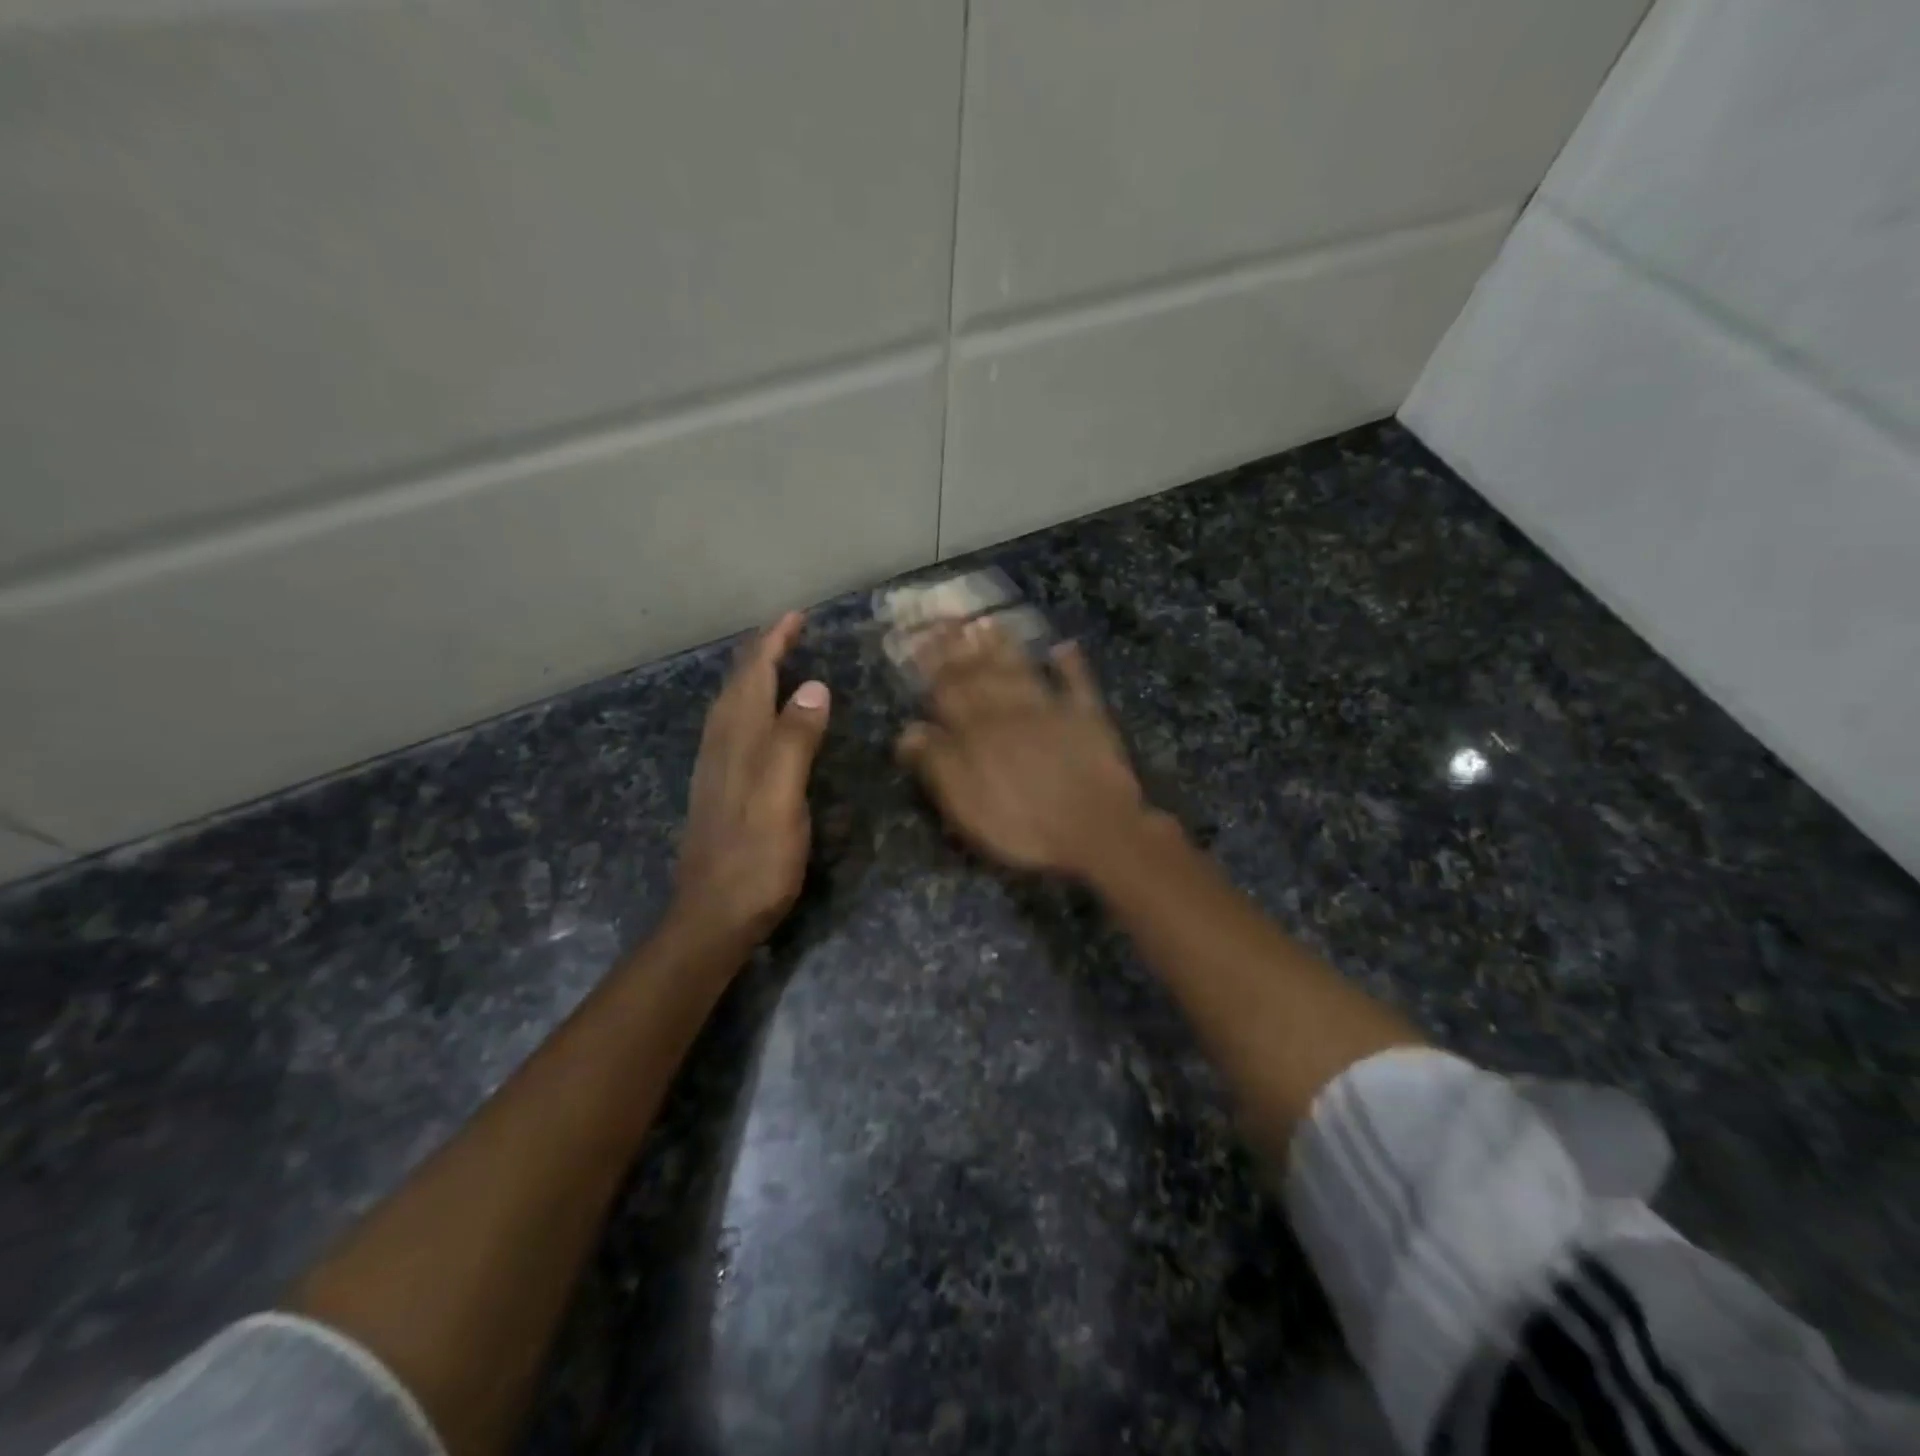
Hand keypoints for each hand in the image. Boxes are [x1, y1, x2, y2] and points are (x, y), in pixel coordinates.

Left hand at [673, 611, 830, 940]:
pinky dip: (748, 706)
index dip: (773, 643)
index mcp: (738, 742)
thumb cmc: (756, 860)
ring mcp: (715, 770)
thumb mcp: (782, 799)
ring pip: (730, 707)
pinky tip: (757, 720)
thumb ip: (794, 742)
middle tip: (788, 630)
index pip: (754, 677)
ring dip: (751, 677)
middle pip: (737, 686)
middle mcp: (721, 747)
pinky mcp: (719, 790)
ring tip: (774, 661)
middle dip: (761, 652)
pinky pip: (732, 729)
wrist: (713, 916)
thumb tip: (813, 687)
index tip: (796, 616)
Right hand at [896, 619, 1154, 877]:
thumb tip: (908, 730)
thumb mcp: (967, 806)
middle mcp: (1010, 712)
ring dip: (1003, 646)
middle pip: (980, 674)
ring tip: (987, 622)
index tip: (916, 637)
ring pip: (1021, 670)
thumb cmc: (1024, 826)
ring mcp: (1052, 710)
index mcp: (977, 733)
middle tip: (944, 617)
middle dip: (959, 645)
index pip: (947, 691)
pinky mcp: (1088, 718)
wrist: (1097, 831)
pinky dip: (1070, 664)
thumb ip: (938, 764)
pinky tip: (1063, 646)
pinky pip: (1077, 683)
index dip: (930, 664)